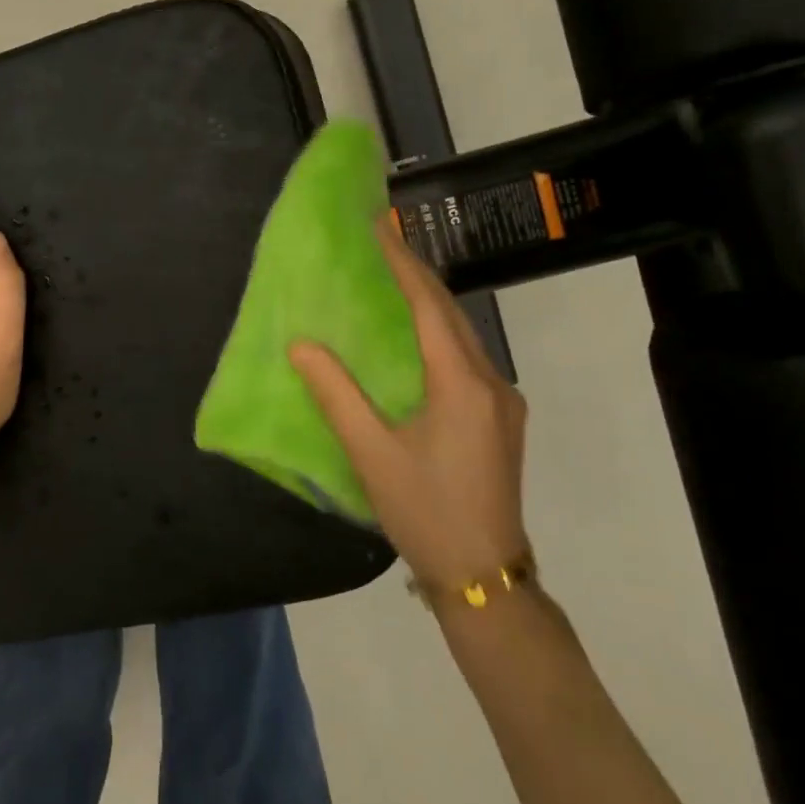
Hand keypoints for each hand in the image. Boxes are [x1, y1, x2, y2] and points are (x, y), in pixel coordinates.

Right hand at [290, 220, 527, 588]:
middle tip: (384, 242)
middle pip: (452, 314)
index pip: (429, 307)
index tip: (380, 227)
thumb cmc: (424, 512)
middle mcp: (491, 382)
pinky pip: (468, 358)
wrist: (483, 576)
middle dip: (417, 275)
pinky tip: (418, 337)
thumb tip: (301, 344)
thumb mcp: (371, 454)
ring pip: (464, 335)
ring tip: (395, 277)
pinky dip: (440, 333)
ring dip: (430, 303)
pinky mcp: (502, 419)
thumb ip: (335, 394)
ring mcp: (503, 401)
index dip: (402, 264)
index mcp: (461, 385)